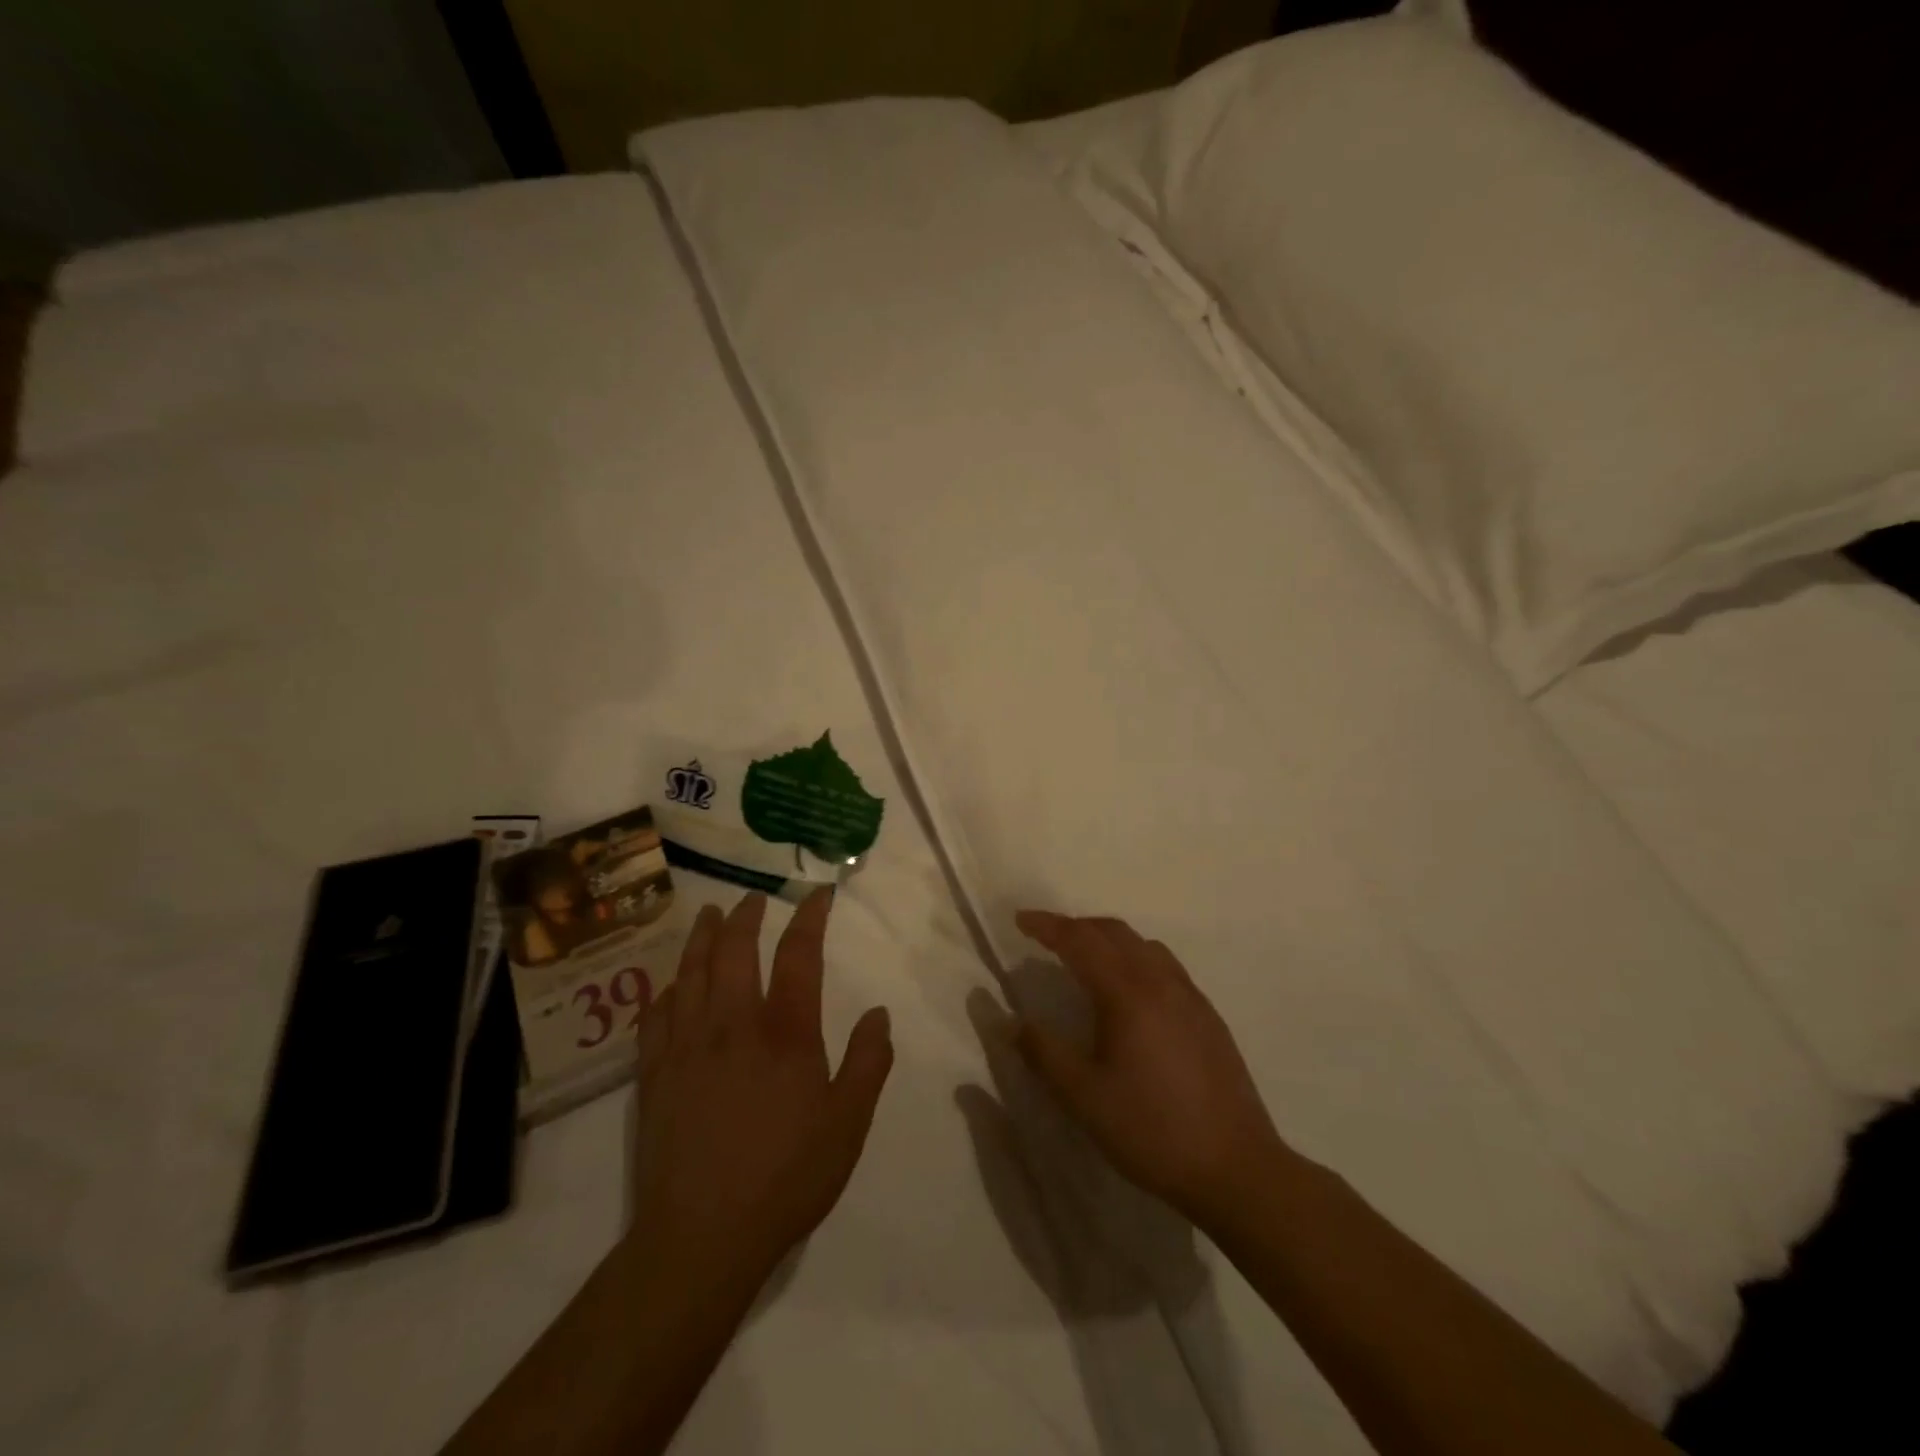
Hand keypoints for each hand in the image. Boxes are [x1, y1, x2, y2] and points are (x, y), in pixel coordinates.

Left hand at [626, 889, 893, 1298]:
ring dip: (701, 937)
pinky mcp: (655, 1075)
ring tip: (708, 915)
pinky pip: (656, 1016)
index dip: (809, 917)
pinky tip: (669, 985)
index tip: (817, 894)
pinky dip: (666, 990)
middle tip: (752, 898)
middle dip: (745, 916)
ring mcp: (687, 1047)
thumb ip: (869, 1062)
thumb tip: (878, 1012)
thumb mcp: (848, 1124)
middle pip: (734, 951)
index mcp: (785, 1033)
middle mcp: (733, 1025)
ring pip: (691, 973)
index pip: (798, 955)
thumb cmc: (786, 1178)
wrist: (702, 1238)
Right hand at [1011, 911, 1282, 1228]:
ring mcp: (1190, 996)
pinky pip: (1165, 965)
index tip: (1020, 919)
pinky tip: (1131, 992)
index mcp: (1127, 993)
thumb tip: (1010, 1021)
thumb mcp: (1084, 1098)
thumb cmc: (1151, 1130)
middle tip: (1046, 938)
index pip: (1080, 940)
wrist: (1236, 1168)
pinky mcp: (1208, 1016)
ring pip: (1143, 945)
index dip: (1047, 926)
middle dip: (1076, 926)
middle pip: (1114, 932)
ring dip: (1108, 939)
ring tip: (1085, 958)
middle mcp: (1160, 981)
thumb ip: (1043, 1053)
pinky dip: (1135, 958)